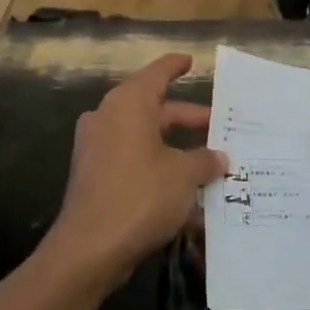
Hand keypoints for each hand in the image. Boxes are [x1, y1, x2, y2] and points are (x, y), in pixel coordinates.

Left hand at [44, 54, 226, 288]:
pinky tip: (185, 190)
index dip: (175, 66)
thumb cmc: (141, 196)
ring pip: (145, 137)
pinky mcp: (94, 175)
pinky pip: (133, 161)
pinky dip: (158, 167)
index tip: (190, 61)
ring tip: (210, 161)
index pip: (156, 74)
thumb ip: (204, 160)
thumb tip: (218, 157)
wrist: (89, 248)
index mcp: (128, 104)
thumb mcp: (183, 175)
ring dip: (176, 148)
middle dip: (188, 119)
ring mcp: (97, 147)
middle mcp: (108, 117)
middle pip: (154, 109)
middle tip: (220, 126)